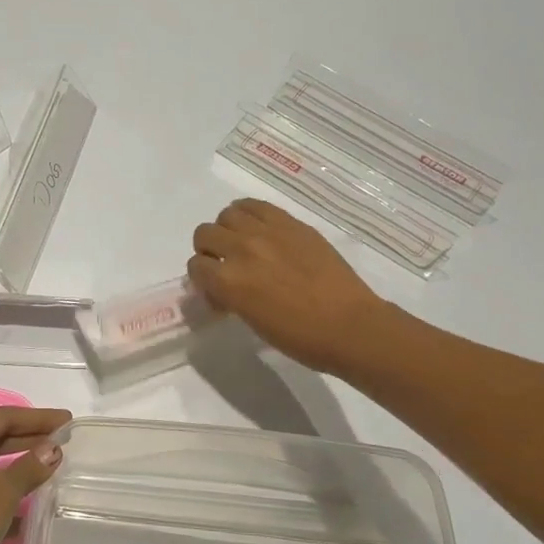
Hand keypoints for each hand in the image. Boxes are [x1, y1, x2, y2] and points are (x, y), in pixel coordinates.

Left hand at [0, 406, 70, 543]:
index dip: (38, 418)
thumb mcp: (4, 491)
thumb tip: (52, 450)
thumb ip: (30, 467)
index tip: (66, 420)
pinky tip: (24, 512)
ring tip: (46, 470)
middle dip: (26, 439)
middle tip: (60, 442)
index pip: (2, 417)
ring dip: (13, 467)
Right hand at [188, 199, 398, 374]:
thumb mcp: (250, 320)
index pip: (195, 267)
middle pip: (204, 234)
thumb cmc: (298, 337)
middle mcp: (241, 250)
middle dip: (209, 251)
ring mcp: (267, 232)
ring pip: (228, 214)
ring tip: (243, 245)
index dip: (202, 279)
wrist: (348, 326)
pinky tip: (259, 230)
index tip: (217, 291)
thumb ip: (229, 296)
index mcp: (228, 282)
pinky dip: (249, 215)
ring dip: (228, 229)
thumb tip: (222, 287)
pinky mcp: (291, 223)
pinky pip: (256, 206)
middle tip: (225, 265)